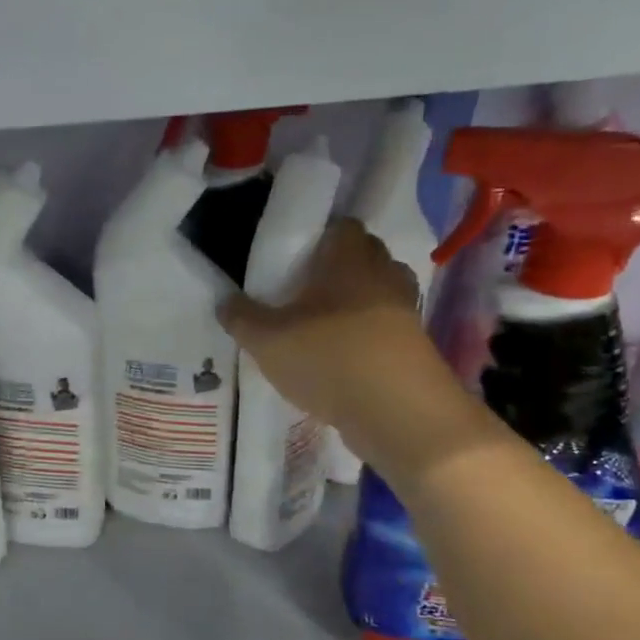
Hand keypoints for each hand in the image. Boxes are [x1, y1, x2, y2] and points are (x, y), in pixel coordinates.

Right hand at [219, 218, 424, 422]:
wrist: (398, 413)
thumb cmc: (328, 358)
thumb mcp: (267, 341)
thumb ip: (241, 318)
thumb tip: (225, 301)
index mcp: (349, 258)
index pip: (342, 226)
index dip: (320, 238)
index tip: (295, 260)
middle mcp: (383, 274)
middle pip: (363, 257)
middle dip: (337, 270)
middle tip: (303, 294)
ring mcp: (405, 310)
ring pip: (377, 293)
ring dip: (355, 305)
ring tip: (323, 328)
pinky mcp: (415, 346)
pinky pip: (386, 329)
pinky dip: (368, 337)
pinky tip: (342, 359)